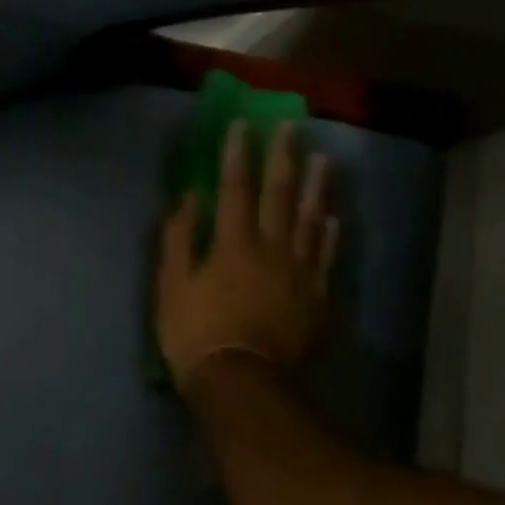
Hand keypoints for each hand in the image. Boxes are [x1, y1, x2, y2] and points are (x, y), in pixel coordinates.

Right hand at [156, 120, 338, 390]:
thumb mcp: (171, 286)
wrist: (241, 380)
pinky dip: (329, 235)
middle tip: (291, 126)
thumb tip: (189, 199)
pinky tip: (333, 219)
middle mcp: (271, 248)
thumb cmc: (195, 333)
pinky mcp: (315, 297)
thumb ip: (179, 239)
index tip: (243, 125)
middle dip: (283, 157)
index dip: (238, 155)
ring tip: (323, 159)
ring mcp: (298, 272)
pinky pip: (325, 257)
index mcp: (232, 244)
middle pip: (280, 195)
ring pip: (310, 219)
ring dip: (316, 187)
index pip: (235, 189)